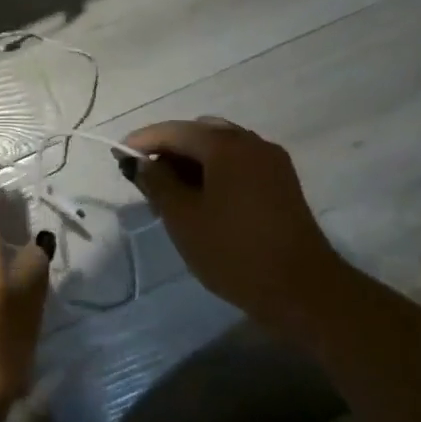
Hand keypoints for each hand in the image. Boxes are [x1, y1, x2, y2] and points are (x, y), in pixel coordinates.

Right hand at [121, 118, 341, 321]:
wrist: (303, 291)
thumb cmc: (234, 251)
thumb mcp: (183, 218)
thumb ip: (157, 183)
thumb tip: (141, 162)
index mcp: (225, 145)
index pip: (173, 131)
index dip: (142, 140)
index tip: (117, 155)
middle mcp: (251, 142)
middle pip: (198, 133)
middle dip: (168, 150)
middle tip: (144, 177)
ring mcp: (271, 162)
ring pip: (220, 148)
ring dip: (191, 161)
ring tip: (169, 192)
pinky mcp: (282, 183)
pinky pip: (238, 164)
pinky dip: (214, 171)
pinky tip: (201, 199)